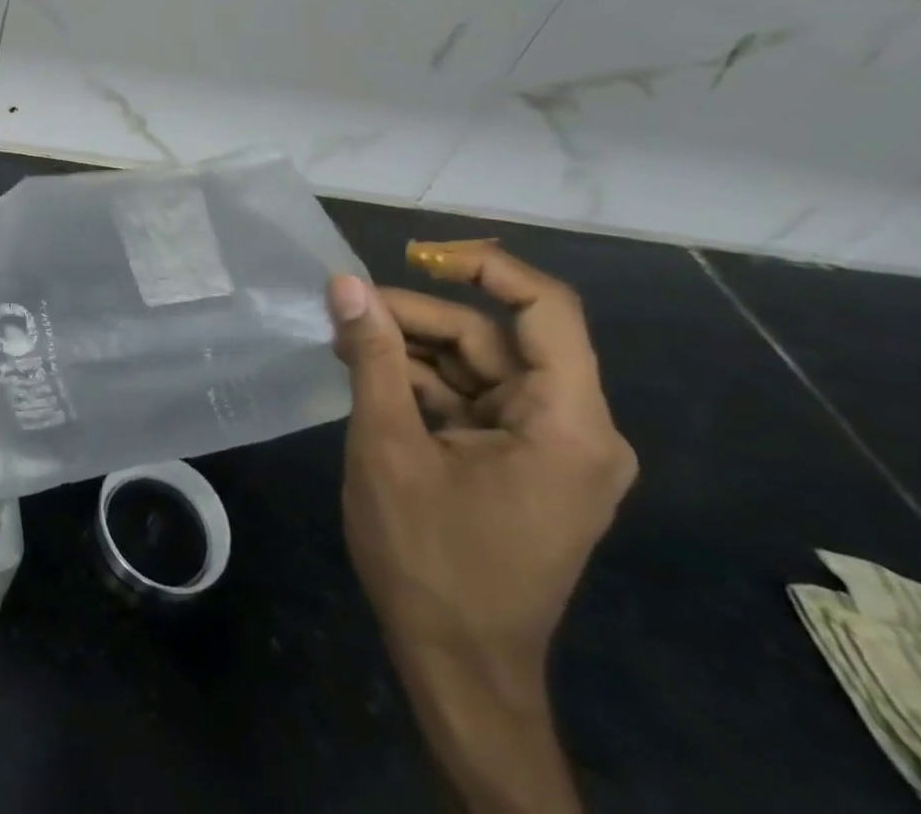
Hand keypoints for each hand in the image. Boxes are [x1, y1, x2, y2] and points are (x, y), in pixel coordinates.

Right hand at [327, 241, 636, 813]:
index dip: (484, 268)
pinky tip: (368, 376)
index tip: (413, 254)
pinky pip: (473, 401)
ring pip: (478, 368)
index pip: (547, 310)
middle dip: (418, 318)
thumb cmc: (429, 556)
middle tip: (345, 310)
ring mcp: (550, 451)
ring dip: (412, 350)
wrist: (457, 665)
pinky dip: (422, 384)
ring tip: (345, 341)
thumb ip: (372, 355)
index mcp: (567, 424)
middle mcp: (575, 430)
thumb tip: (344, 283)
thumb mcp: (388, 445)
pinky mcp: (523, 466)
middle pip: (496, 340)